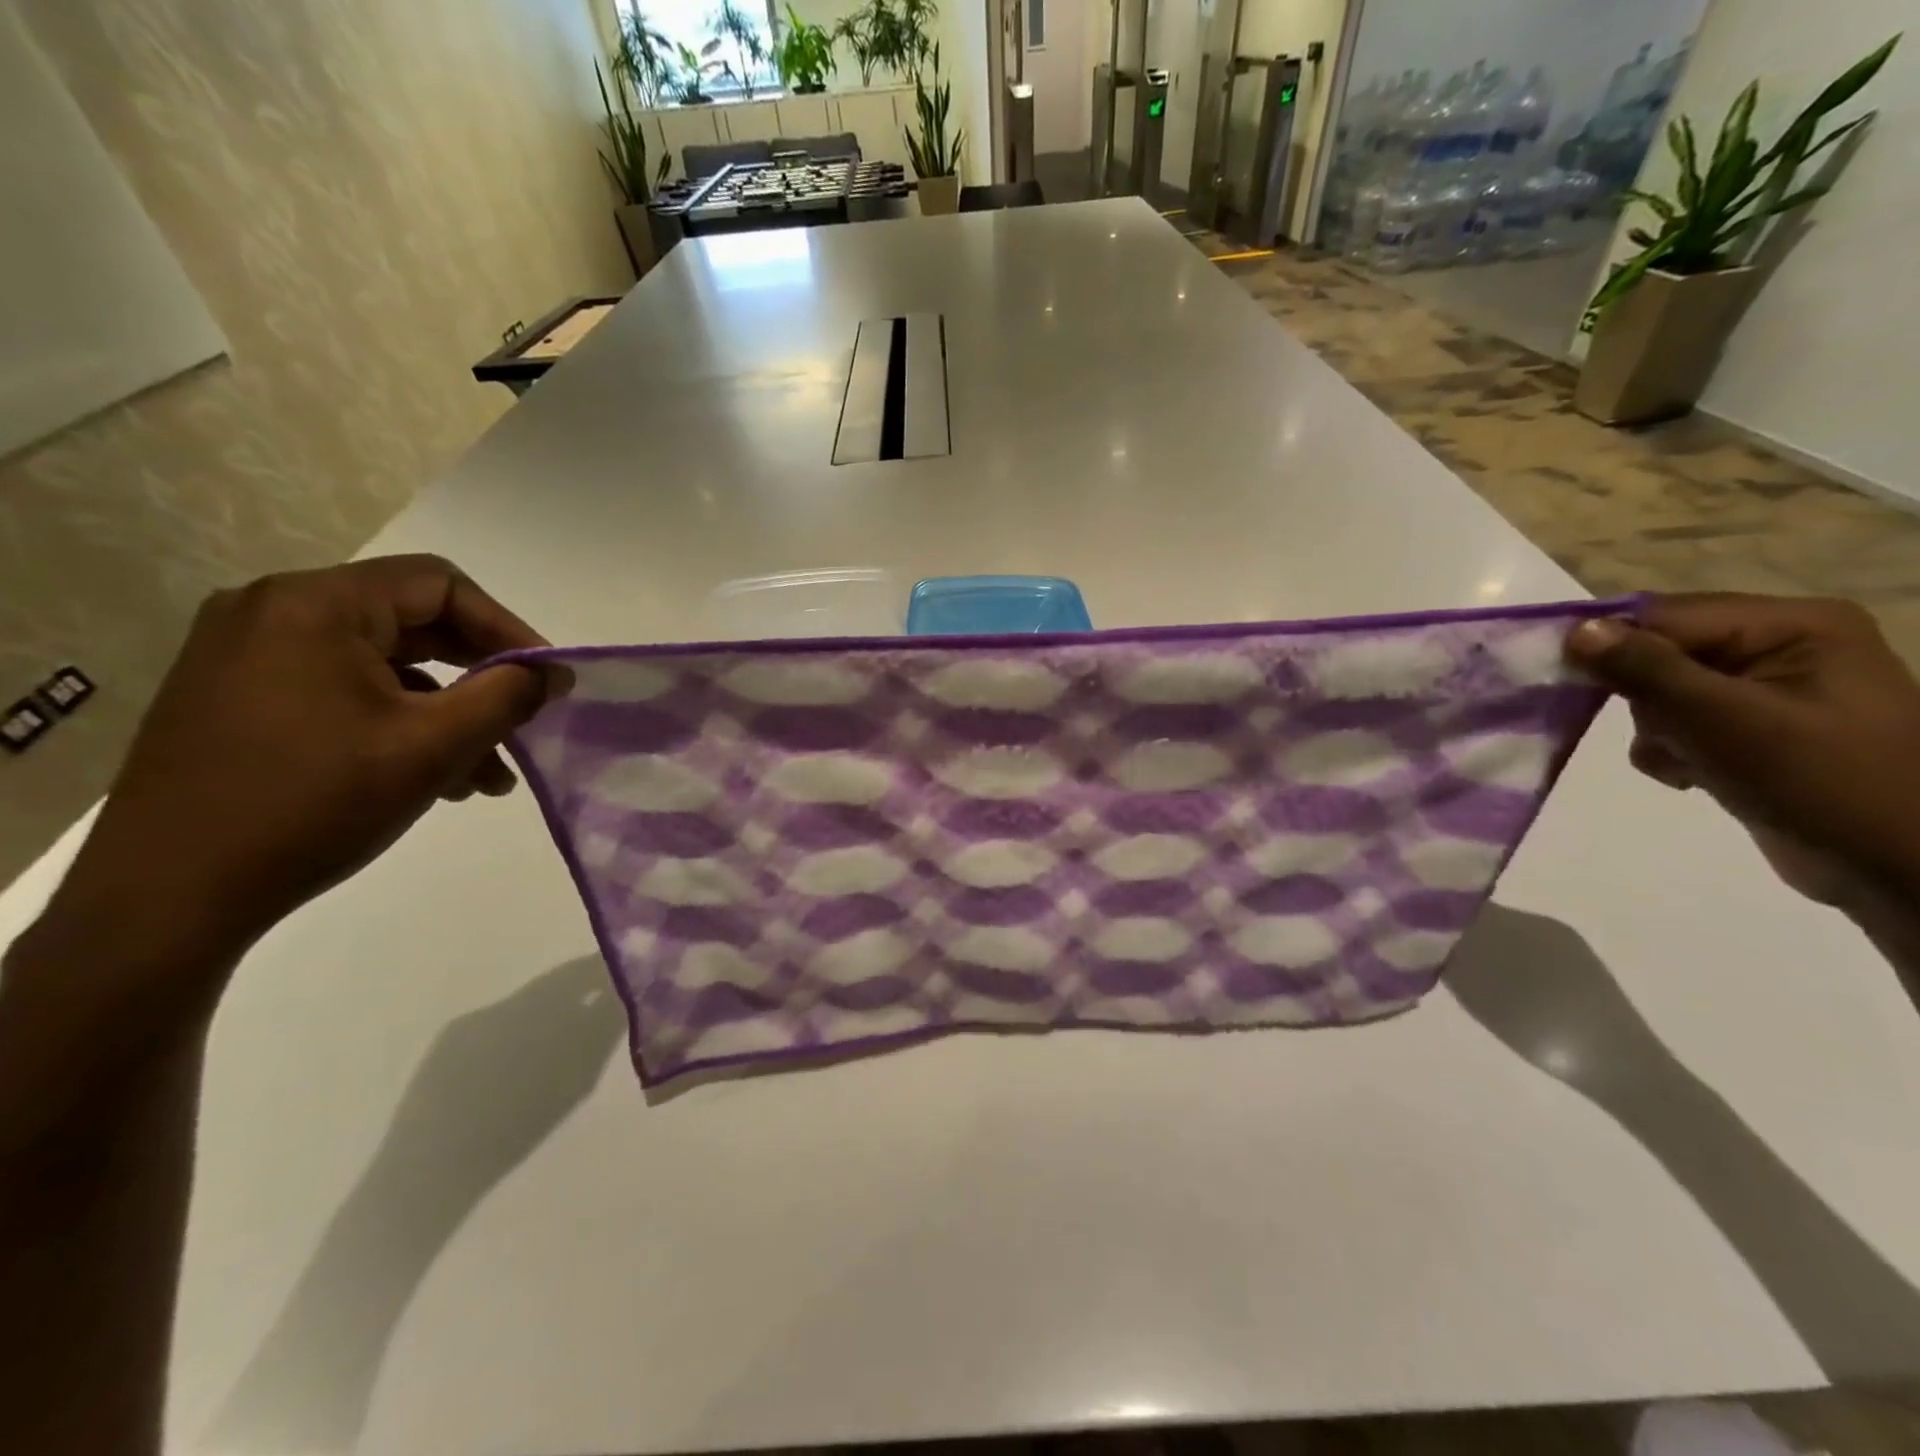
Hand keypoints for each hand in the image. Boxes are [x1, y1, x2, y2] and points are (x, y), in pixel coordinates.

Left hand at [42, 555, 559, 982]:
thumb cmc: (314, 803)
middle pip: (413, 622)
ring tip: (486, 775)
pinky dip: (400, 724)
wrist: (168, 895)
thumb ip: (507, 696)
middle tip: (524, 721)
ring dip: (447, 711)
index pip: (440, 586)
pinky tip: (434, 778)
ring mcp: (248, 656)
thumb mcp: (434, 746)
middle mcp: (273, 613)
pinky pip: (345, 692)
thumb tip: (554, 671)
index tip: (547, 680)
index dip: (508, 629)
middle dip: (481, 677)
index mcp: (314, 605)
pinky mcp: (240, 698)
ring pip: (385, 665)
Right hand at [1565, 594, 1919, 908]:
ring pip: (1662, 691)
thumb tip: (1574, 630)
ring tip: (1687, 761)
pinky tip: (1693, 774)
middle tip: (1664, 734)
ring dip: (1655, 729)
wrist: (1897, 871)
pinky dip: (1670, 749)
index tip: (1569, 686)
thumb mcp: (1721, 720)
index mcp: (1793, 624)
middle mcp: (1783, 644)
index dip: (1612, 646)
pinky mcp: (1755, 727)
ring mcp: (1770, 688)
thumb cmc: (1819, 783)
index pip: (1665, 615)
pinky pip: (1680, 721)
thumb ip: (1645, 669)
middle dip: (1643, 698)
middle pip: (1661, 651)